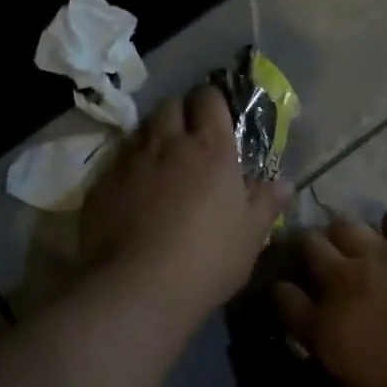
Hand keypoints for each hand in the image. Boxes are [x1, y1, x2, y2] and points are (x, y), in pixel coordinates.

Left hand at [80, 84, 291, 319]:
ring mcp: (131, 160)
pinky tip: (132, 190)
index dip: (212, 101)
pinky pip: (117, 159)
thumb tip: (284, 183)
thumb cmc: (207, 259)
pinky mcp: (102, 182)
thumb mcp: (250, 236)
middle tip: (187, 137)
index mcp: (211, 149)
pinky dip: (128, 165)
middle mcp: (169, 143)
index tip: (215, 115)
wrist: (137, 287)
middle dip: (180, 112)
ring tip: (160, 160)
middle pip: (170, 105)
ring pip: (141, 128)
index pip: (209, 99)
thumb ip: (266, 203)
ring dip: (152, 135)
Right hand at [273, 210, 386, 386]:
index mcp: (325, 329)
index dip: (283, 291)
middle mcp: (341, 282)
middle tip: (322, 257)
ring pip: (342, 223)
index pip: (283, 297)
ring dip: (346, 234)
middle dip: (309, 248)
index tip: (290, 291)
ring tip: (360, 245)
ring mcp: (376, 254)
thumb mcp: (364, 385)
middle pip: (306, 245)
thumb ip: (338, 349)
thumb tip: (331, 332)